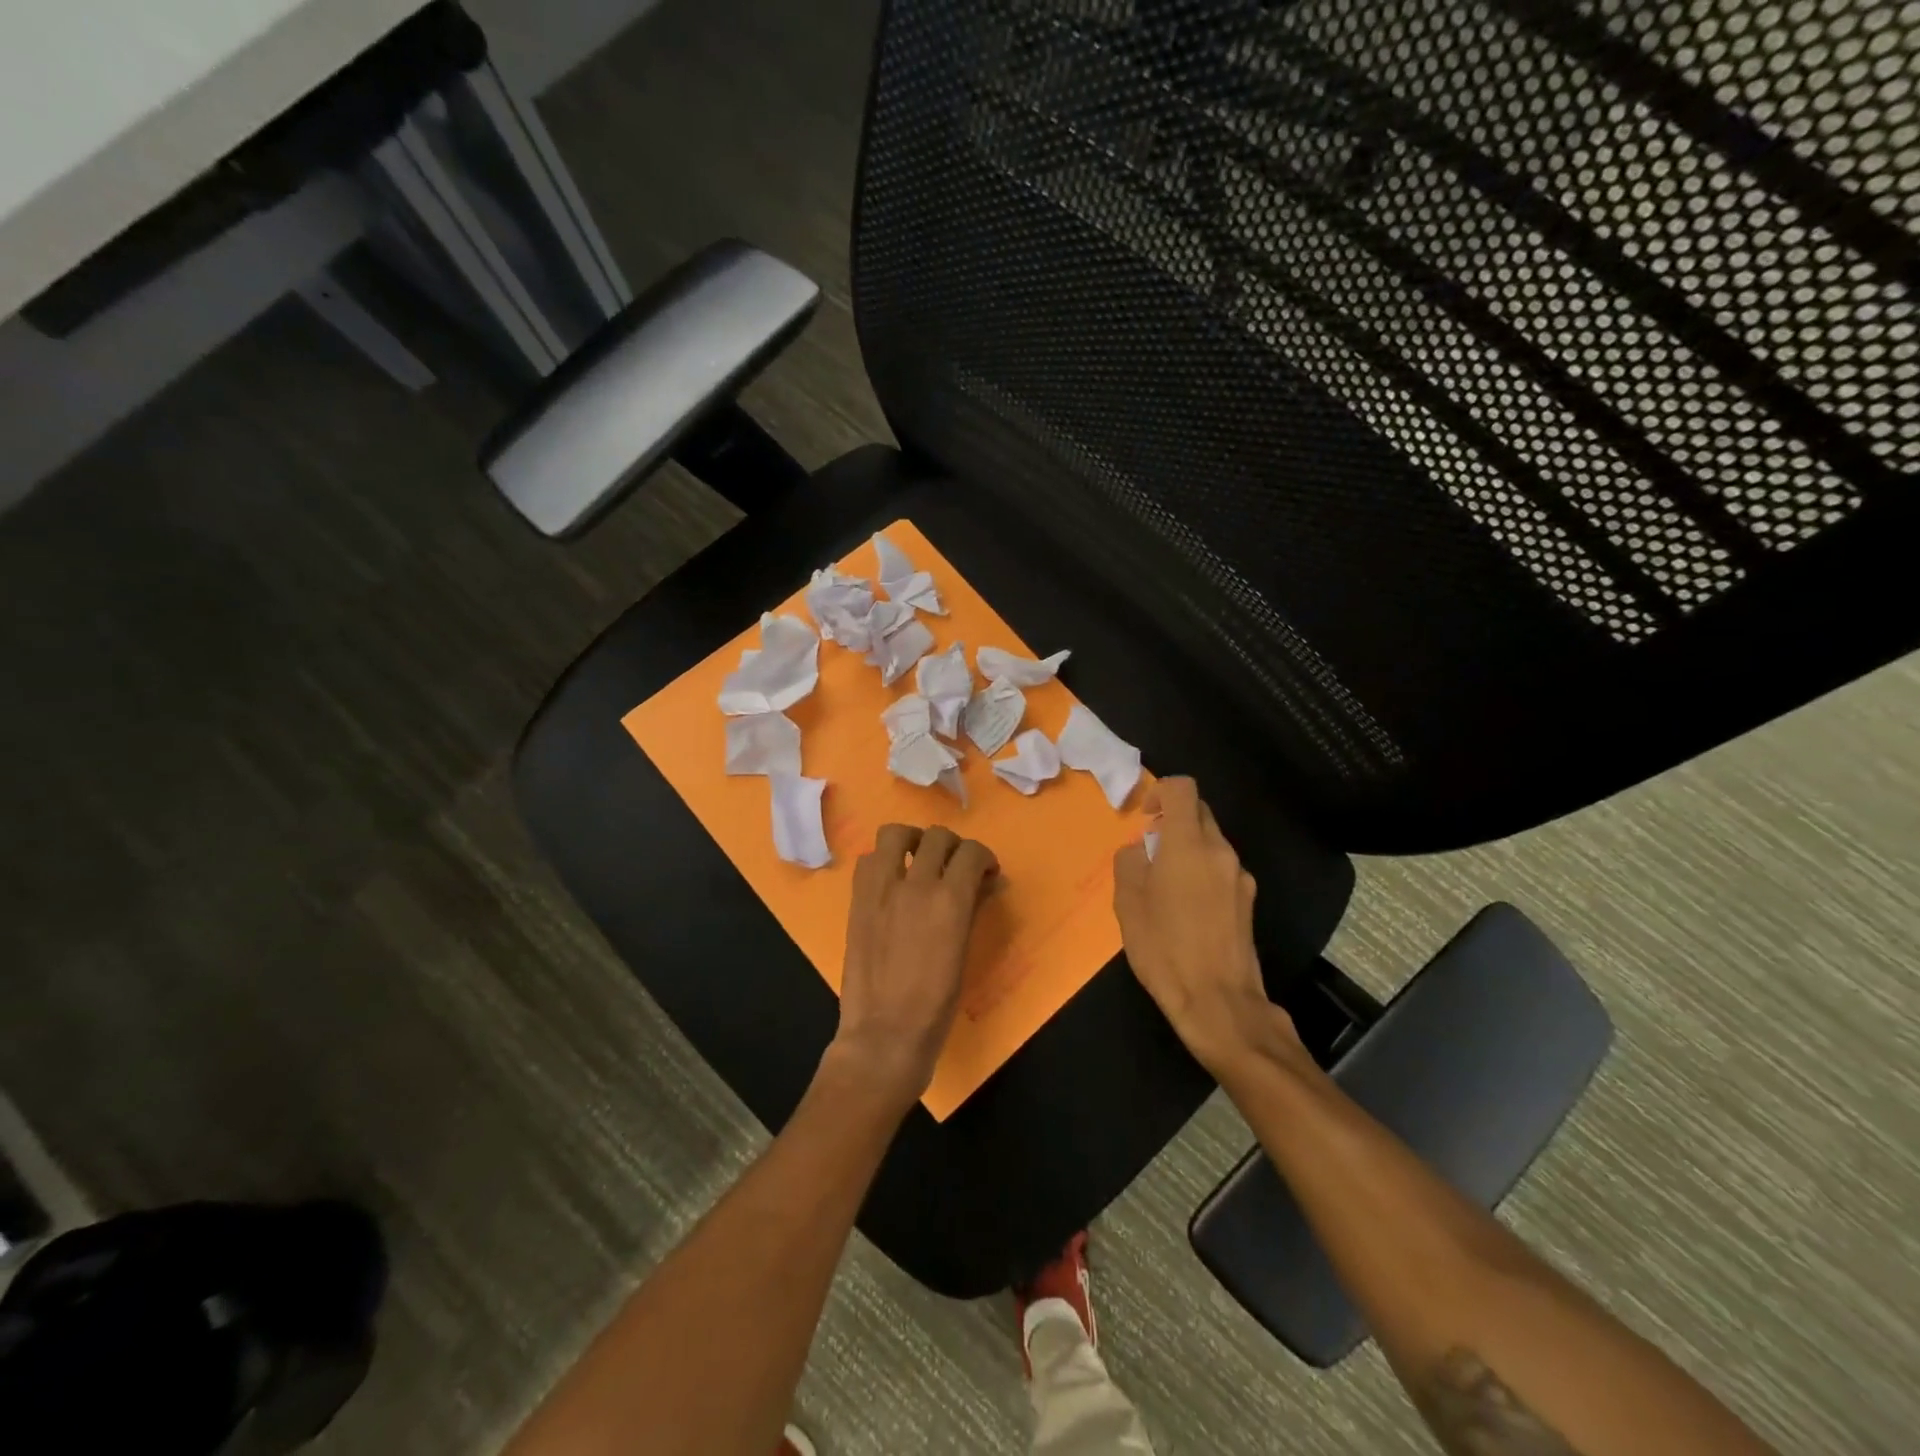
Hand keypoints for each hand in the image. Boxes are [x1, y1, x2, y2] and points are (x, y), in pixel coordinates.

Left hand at [830, 824, 998, 1110]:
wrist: (885, 1033)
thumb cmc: (936, 1004)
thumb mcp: (964, 952)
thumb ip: (972, 909)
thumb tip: (984, 883)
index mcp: (950, 900)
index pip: (971, 852)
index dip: (983, 857)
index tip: (985, 872)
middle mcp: (915, 884)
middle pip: (937, 836)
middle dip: (953, 846)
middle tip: (955, 867)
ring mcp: (880, 889)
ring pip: (894, 833)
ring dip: (912, 840)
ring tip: (918, 859)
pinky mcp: (856, 900)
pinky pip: (867, 860)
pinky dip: (882, 860)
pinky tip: (891, 881)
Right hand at [1113, 778, 1302, 1078]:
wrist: (1219, 1002)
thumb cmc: (1164, 950)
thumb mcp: (1128, 904)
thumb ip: (1130, 862)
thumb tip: (1140, 848)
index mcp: (1188, 845)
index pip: (1183, 788)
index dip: (1161, 791)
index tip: (1145, 815)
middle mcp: (1220, 851)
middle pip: (1199, 813)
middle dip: (1173, 820)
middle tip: (1149, 851)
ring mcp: (1240, 876)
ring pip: (1211, 842)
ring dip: (1187, 848)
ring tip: (1165, 885)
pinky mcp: (1249, 901)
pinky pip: (1221, 869)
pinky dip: (1202, 872)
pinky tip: (1187, 908)